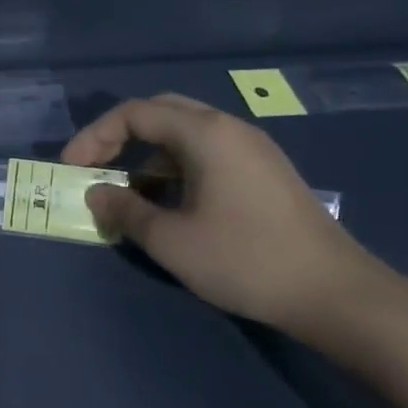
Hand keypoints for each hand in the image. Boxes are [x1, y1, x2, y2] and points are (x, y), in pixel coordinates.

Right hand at [62, 94, 385, 330]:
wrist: (335, 294)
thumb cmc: (245, 260)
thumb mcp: (171, 240)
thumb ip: (125, 210)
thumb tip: (96, 193)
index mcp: (205, 134)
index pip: (135, 113)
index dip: (95, 136)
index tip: (72, 168)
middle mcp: (229, 129)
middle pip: (161, 113)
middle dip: (119, 137)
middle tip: (94, 169)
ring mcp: (252, 150)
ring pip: (184, 135)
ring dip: (147, 157)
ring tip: (128, 195)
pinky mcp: (264, 173)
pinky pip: (206, 154)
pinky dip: (175, 169)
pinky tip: (170, 205)